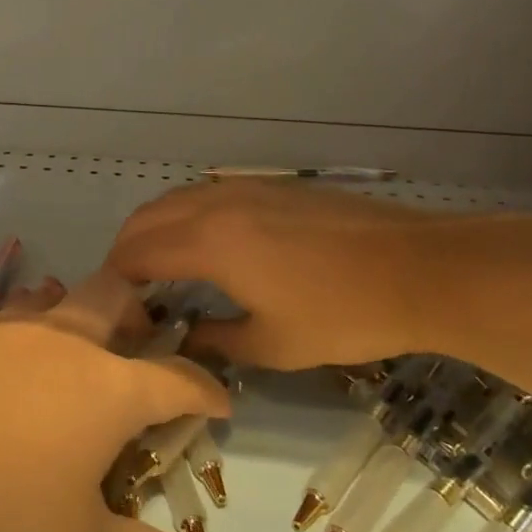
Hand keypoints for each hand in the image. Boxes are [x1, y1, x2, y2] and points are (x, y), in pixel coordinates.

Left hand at [0, 270, 229, 531]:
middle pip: (113, 299)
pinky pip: (2, 319)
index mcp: (107, 387)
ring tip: (73, 337)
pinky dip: (18, 331)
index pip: (175, 380)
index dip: (204, 390)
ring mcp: (2, 329)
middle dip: (139, 312)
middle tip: (143, 337)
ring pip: (53, 299)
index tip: (220, 401)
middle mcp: (61, 341)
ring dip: (72, 310)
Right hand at [106, 181, 473, 369]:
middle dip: (126, 249)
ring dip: (154, 227)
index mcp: (209, 242)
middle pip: (148, 216)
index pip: (138, 252)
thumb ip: (217, 341)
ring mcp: (245, 188)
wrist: (417, 268)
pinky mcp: (270, 186)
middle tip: (127, 288)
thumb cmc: (342, 314)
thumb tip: (185, 339)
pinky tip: (203, 242)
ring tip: (158, 264)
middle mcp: (216, 204)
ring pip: (176, 198)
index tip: (114, 307)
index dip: (117, 278)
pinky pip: (206, 193)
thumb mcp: (275, 345)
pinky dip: (184, 214)